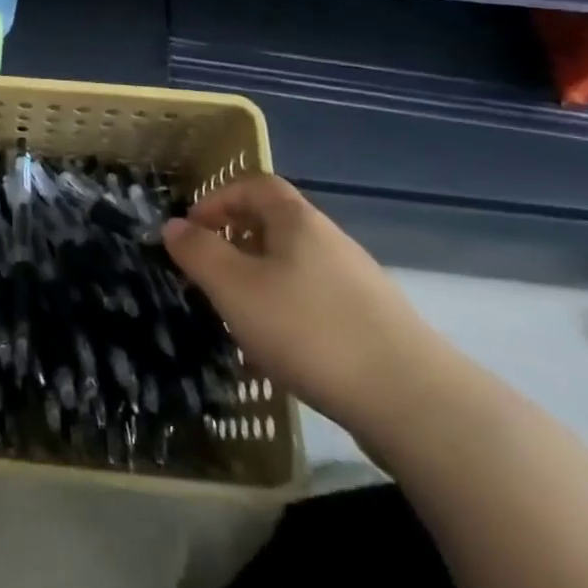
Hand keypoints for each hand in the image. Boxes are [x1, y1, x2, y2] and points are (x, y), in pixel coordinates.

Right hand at [162, 174, 450, 439]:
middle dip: (235, 241)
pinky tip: (281, 350)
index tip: (192, 229)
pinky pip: (315, 299)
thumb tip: (173, 226)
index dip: (218, 198)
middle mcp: (330, 240)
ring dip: (259, 278)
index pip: (254, 185)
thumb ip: (199, 253)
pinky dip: (288, 309)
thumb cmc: (310, 330)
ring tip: (239, 315)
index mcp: (297, 221)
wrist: (414, 402)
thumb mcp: (236, 288)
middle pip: (275, 223)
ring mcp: (356, 282)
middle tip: (209, 273)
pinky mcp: (373, 322)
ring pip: (294, 264)